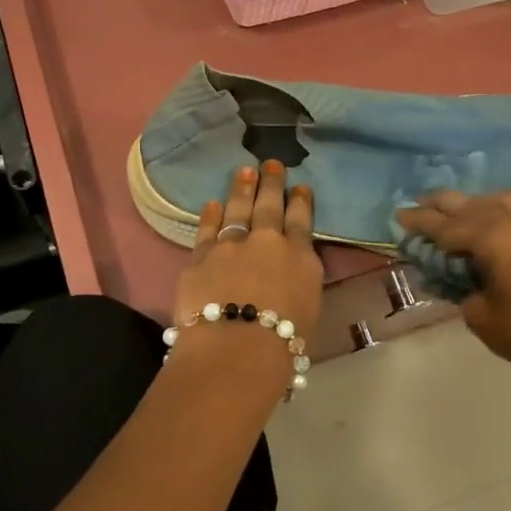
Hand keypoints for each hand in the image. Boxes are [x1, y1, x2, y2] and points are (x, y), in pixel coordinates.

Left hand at [172, 161, 322, 354]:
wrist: (237, 347)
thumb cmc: (283, 343)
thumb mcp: (308, 310)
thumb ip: (300, 283)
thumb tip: (291, 276)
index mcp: (301, 258)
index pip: (301, 222)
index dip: (301, 202)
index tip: (300, 187)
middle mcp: (268, 243)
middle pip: (270, 207)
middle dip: (272, 183)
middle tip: (271, 163)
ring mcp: (232, 246)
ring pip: (238, 210)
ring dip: (242, 189)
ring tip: (244, 171)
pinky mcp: (201, 257)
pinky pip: (207, 229)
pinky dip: (210, 215)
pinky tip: (212, 203)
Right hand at [396, 191, 510, 382]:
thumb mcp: (478, 314)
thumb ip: (459, 286)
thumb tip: (453, 274)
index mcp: (495, 237)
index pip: (447, 226)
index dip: (420, 222)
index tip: (398, 215)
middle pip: (471, 205)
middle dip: (442, 205)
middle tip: (418, 205)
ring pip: (499, 201)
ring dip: (473, 204)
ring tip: (454, 212)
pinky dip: (497, 211)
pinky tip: (489, 223)